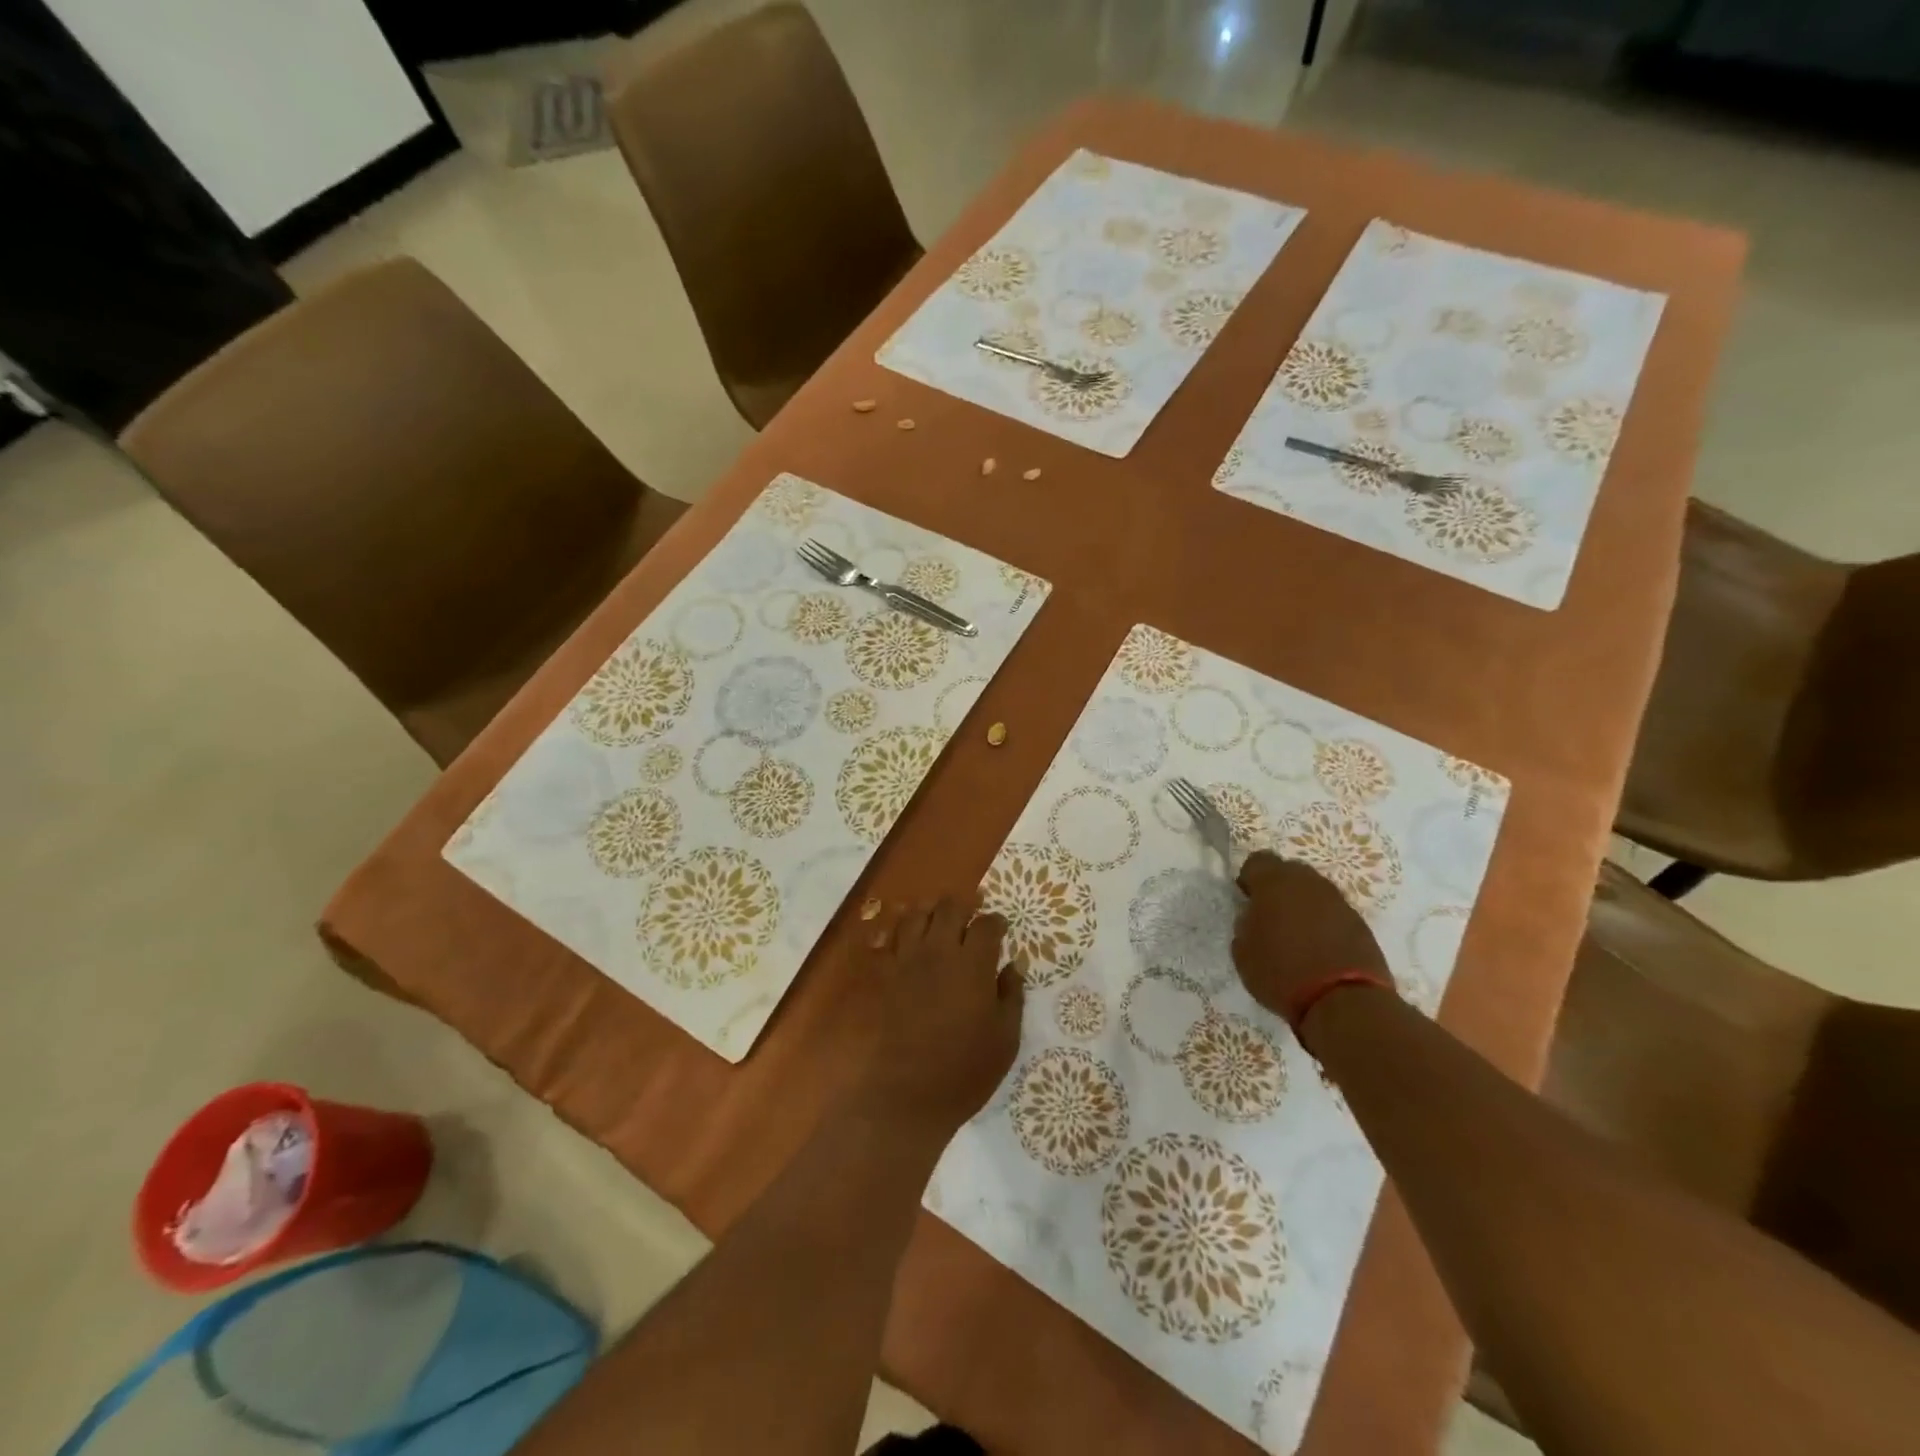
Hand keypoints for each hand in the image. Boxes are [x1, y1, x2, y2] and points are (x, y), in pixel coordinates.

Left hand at [859, 895, 1024, 1143]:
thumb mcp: (1004, 1040)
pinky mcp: (881, 975)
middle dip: (964, 905)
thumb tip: (1013, 964)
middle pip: (949, 908)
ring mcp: (904, 960)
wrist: (901, 1097)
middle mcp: (937, 951)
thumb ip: (1011, 996)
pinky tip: (905, 937)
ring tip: (938, 918)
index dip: (996, 922)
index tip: (1000, 927)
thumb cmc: (962, 1072)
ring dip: (930, 911)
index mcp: (972, 964)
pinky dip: (898, 930)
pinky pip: (887, 938)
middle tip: (972, 911)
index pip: (987, 925)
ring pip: (916, 915)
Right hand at [1232, 852, 1392, 1024]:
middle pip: (1289, 872)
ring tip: (1296, 935)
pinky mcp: (1360, 922)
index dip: (1250, 879)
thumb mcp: (1243, 951)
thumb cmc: (1281, 973)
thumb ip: (1245, 925)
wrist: (1344, 1001)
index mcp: (1274, 883)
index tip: (1247, 901)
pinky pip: (1333, 912)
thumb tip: (1255, 918)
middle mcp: (1308, 883)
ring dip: (1303, 906)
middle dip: (1278, 889)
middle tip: (1271, 917)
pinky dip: (1324, 923)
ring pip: (1313, 892)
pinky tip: (1319, 948)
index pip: (1257, 861)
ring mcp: (1338, 901)